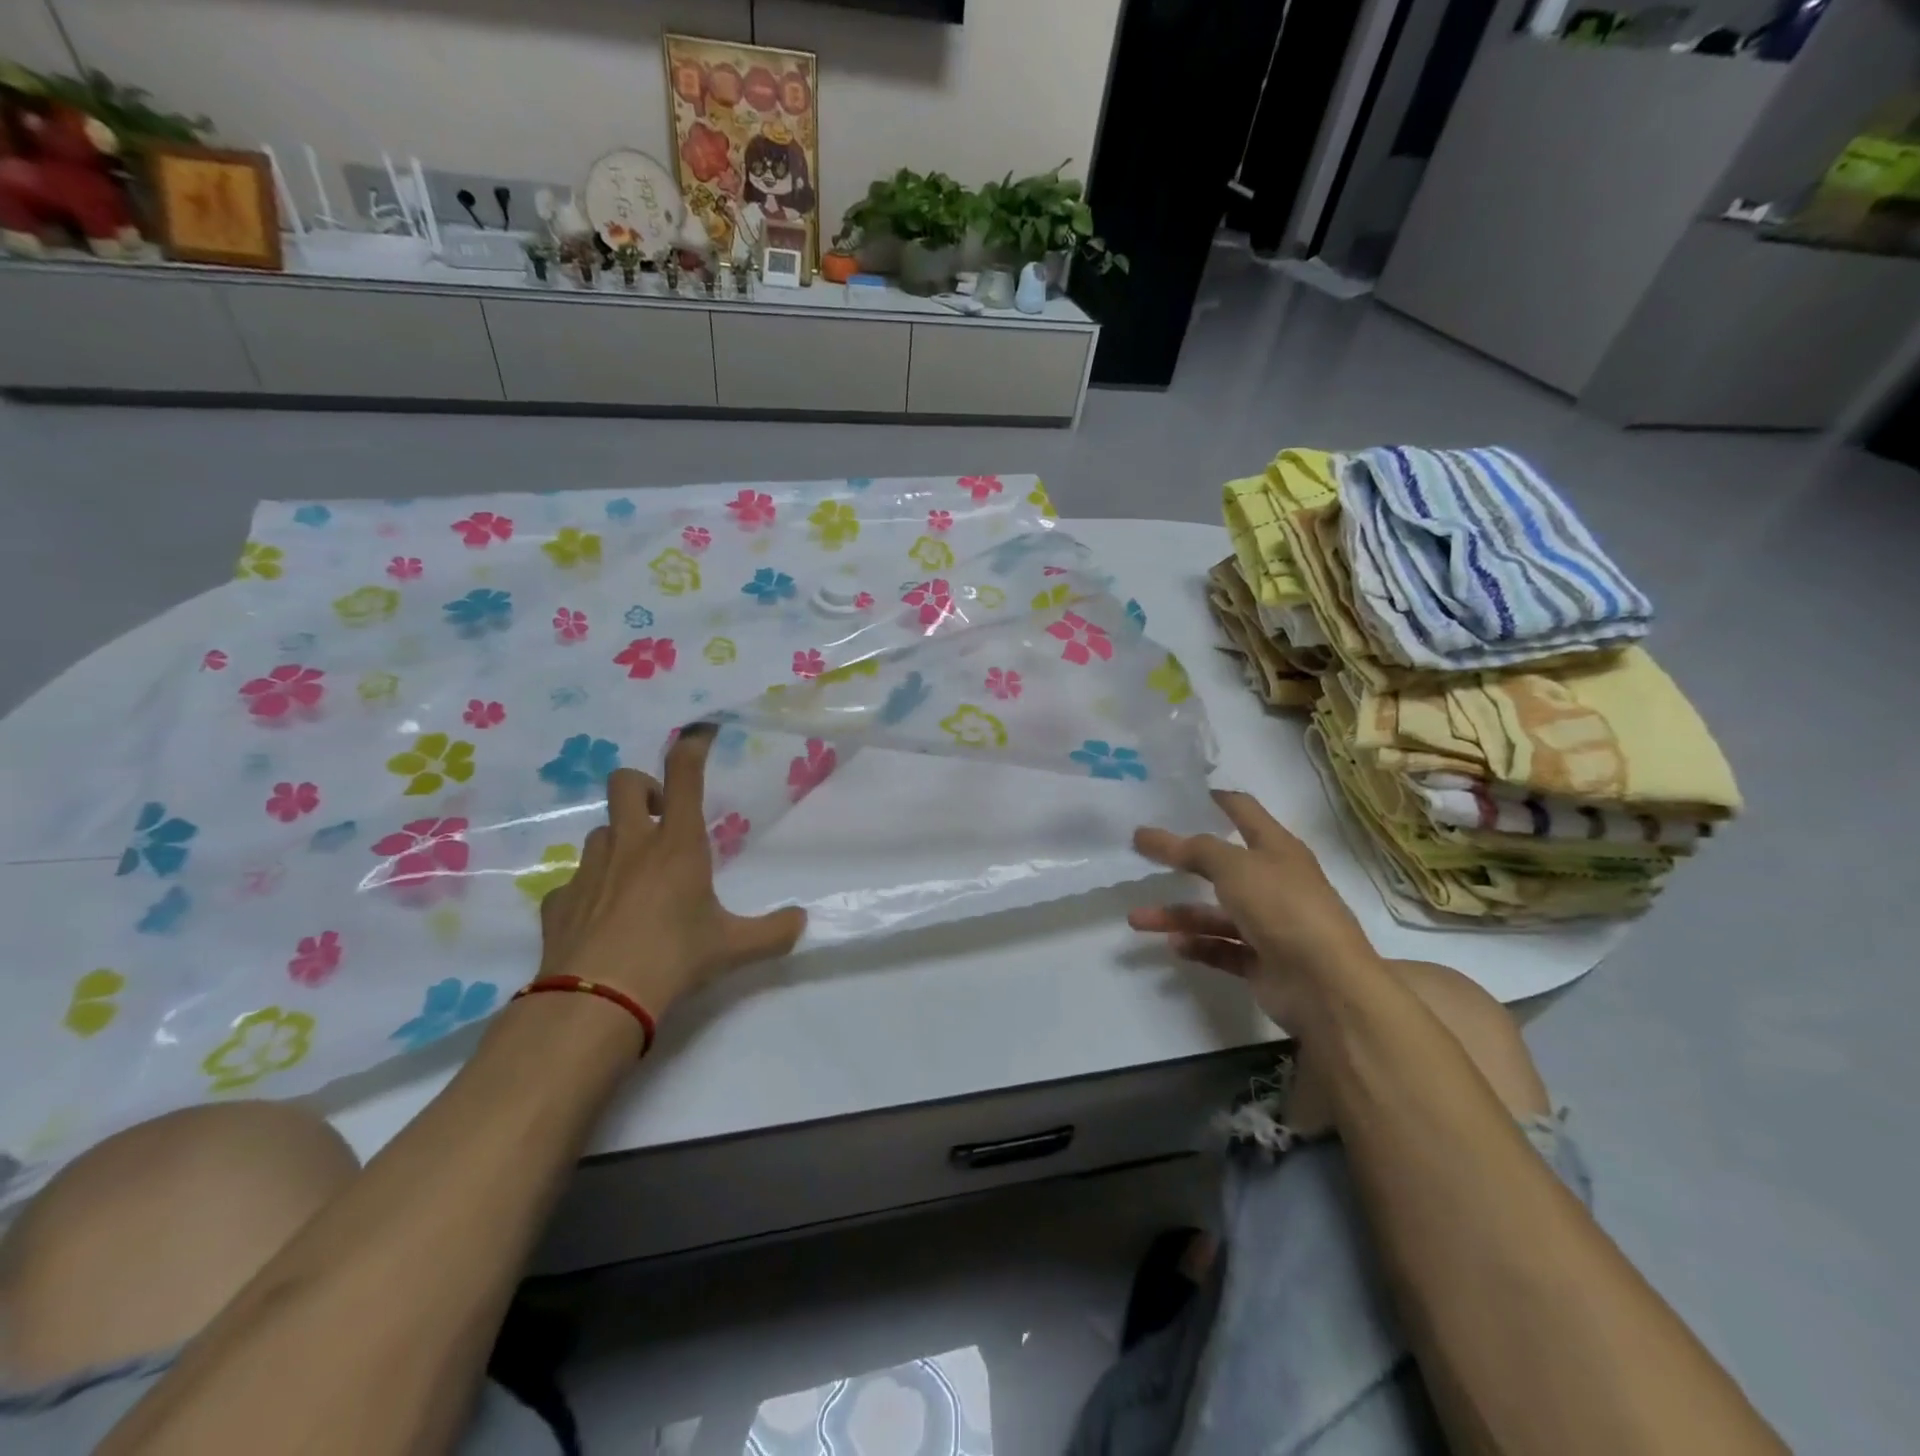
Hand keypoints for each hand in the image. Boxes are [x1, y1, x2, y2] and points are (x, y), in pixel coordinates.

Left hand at [535, 724, 806, 1017]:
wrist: (596, 1001)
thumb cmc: (673, 958)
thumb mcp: (732, 947)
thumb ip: (771, 931)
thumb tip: (802, 923)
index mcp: (677, 844)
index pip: (683, 775)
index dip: (692, 745)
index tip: (700, 733)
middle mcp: (631, 845)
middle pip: (625, 783)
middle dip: (642, 787)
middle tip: (659, 815)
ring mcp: (589, 870)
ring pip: (599, 831)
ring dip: (618, 840)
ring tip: (634, 875)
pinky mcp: (558, 901)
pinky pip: (574, 880)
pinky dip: (590, 889)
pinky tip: (600, 918)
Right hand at [1129, 789, 1383, 1029]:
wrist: (1326, 985)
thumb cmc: (1283, 908)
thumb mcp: (1234, 867)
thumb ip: (1191, 849)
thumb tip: (1146, 833)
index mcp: (1277, 849)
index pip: (1244, 811)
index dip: (1217, 800)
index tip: (1181, 794)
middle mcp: (1274, 882)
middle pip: (1221, 865)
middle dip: (1182, 861)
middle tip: (1141, 853)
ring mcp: (1269, 925)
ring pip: (1213, 913)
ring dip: (1176, 915)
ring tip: (1136, 919)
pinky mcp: (1262, 961)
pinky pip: (1221, 948)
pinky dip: (1198, 945)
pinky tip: (1173, 945)